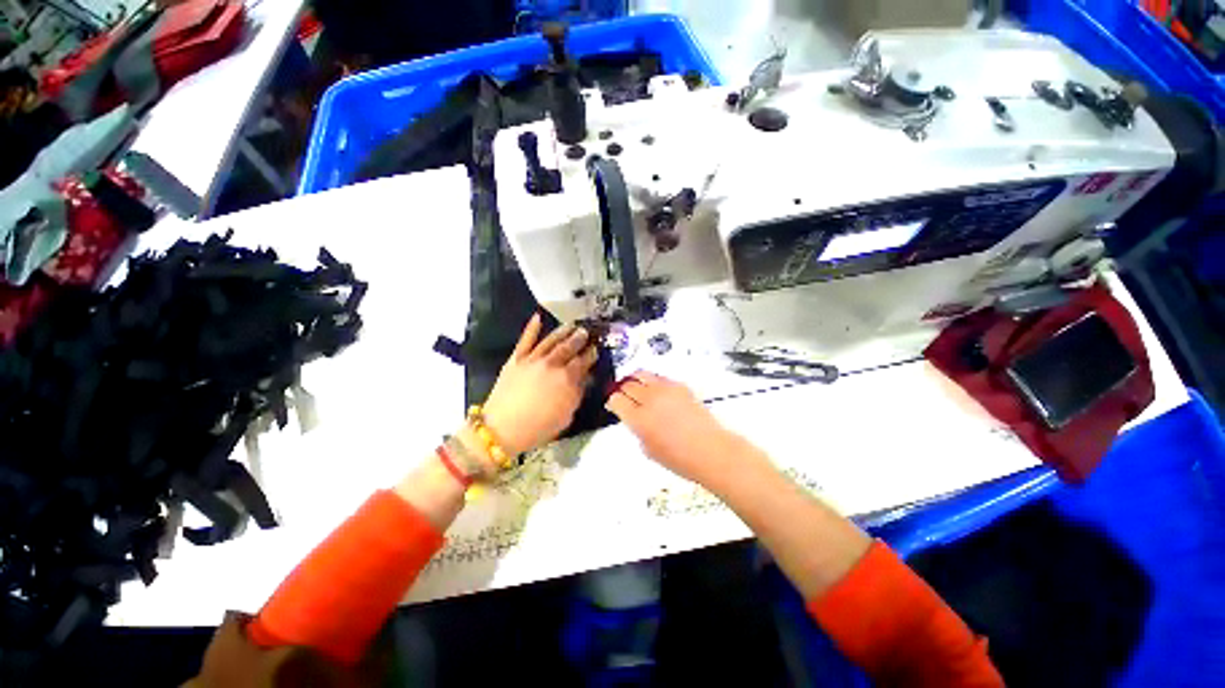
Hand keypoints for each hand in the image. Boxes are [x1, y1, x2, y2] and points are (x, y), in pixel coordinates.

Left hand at [478, 313, 597, 456]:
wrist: (503, 427)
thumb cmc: (538, 428)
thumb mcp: (566, 417)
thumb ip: (576, 395)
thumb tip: (583, 380)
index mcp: (567, 380)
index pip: (583, 362)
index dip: (590, 355)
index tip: (596, 349)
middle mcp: (552, 365)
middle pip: (568, 347)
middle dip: (578, 339)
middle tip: (585, 332)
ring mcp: (533, 359)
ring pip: (550, 340)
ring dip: (562, 331)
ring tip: (570, 325)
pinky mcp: (516, 359)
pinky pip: (525, 340)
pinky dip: (532, 328)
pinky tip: (537, 317)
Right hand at [605, 371, 746, 484]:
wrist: (710, 450)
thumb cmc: (680, 459)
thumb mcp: (649, 450)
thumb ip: (638, 430)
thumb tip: (635, 419)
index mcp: (639, 419)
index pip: (616, 400)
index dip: (613, 402)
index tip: (614, 406)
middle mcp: (651, 400)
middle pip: (627, 384)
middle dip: (622, 390)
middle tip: (624, 398)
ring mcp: (667, 390)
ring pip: (642, 375)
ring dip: (636, 381)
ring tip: (637, 390)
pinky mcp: (681, 387)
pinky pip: (660, 378)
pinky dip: (653, 382)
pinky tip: (656, 393)